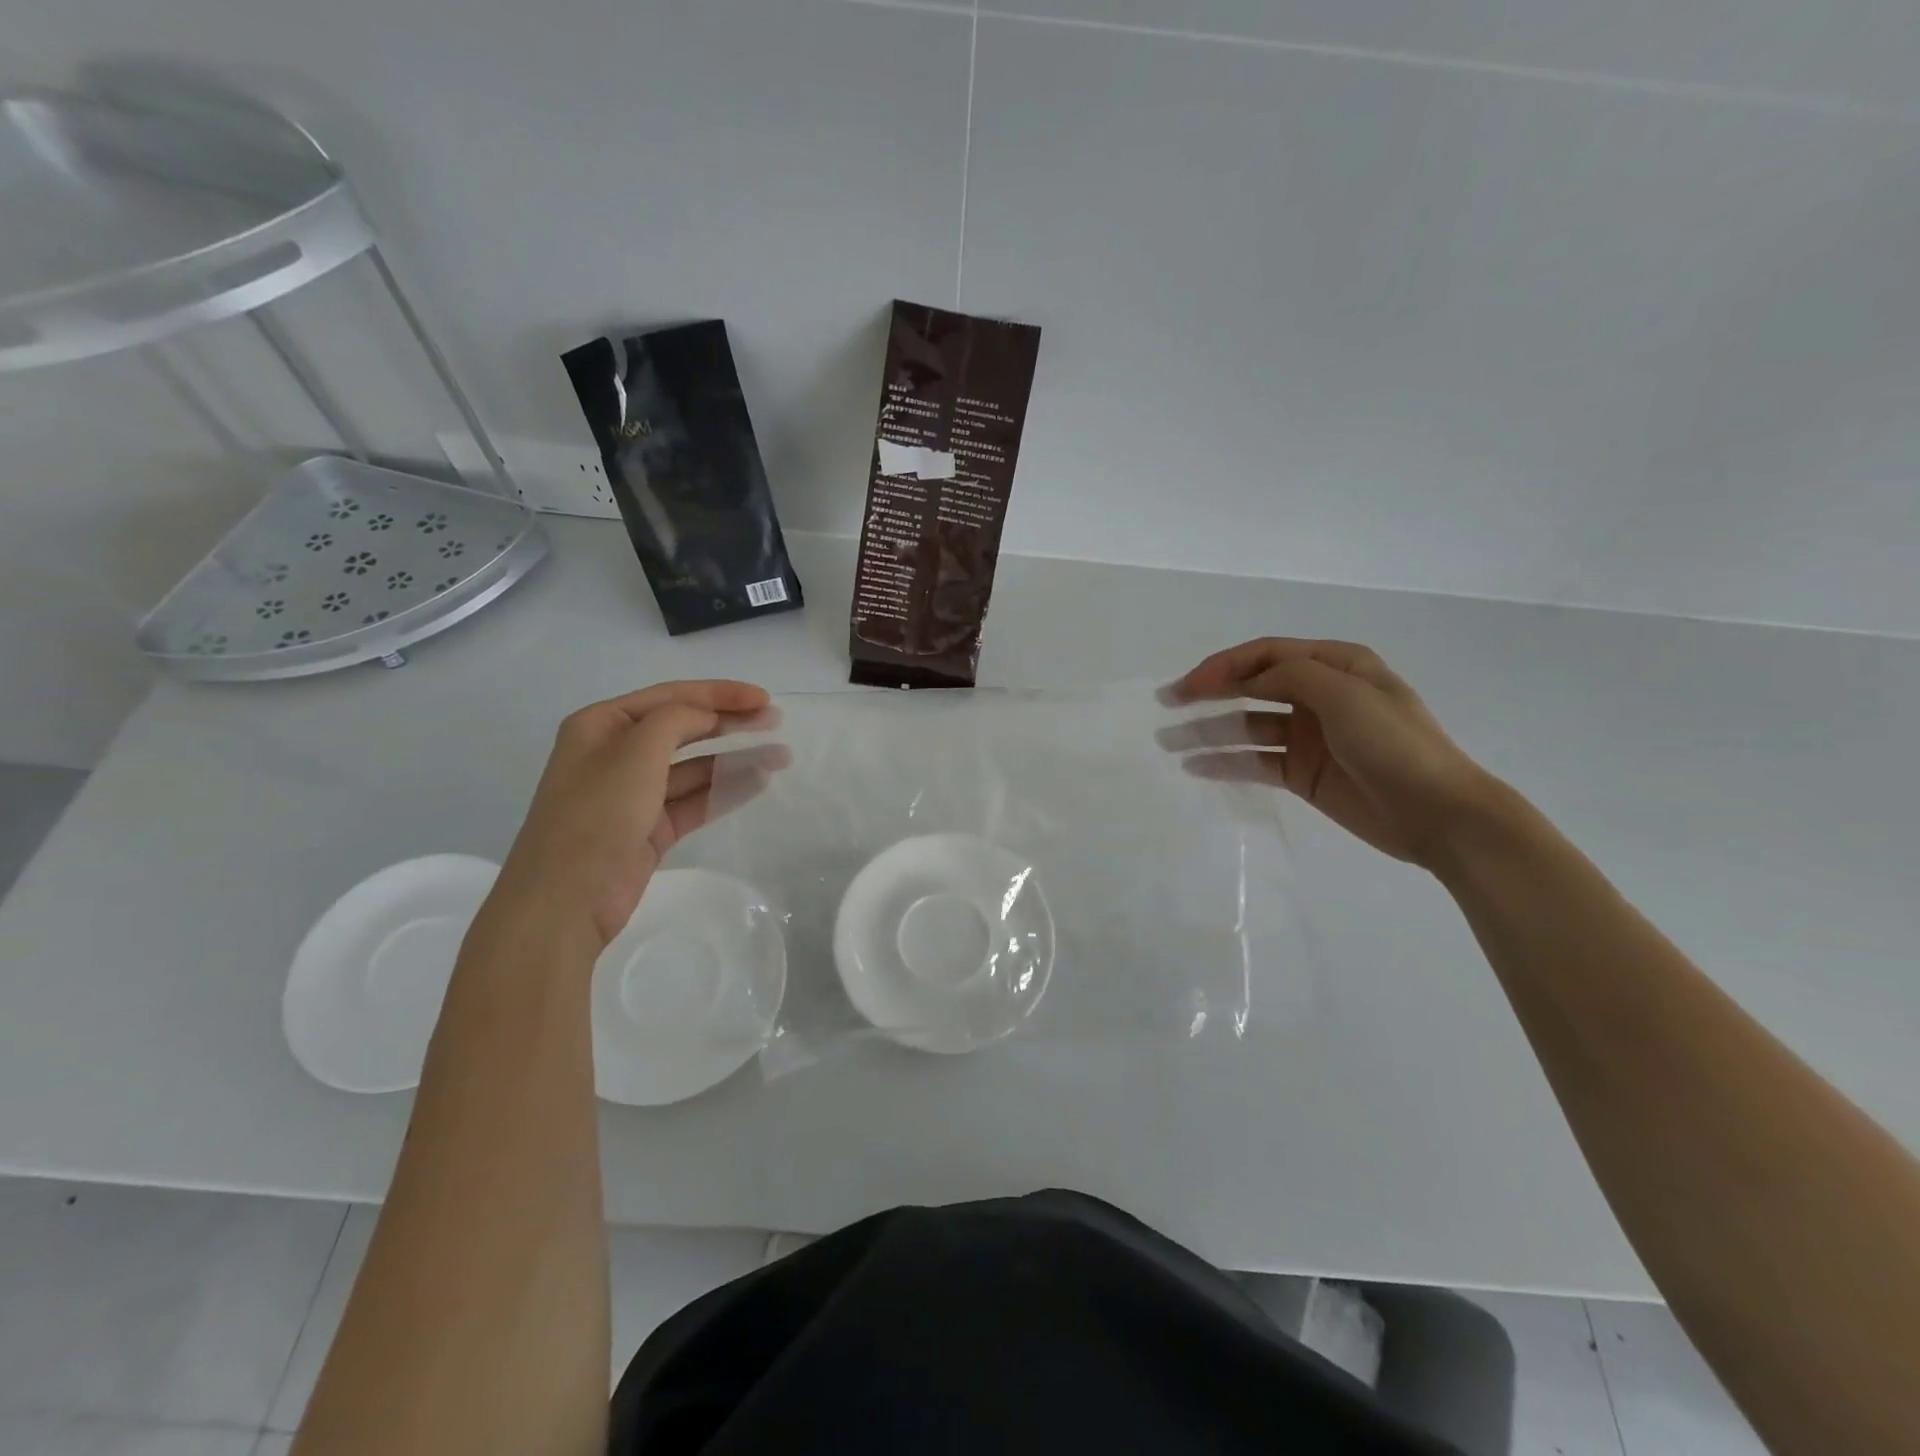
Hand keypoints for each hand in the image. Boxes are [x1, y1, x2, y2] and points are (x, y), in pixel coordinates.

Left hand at [487, 681, 785, 949]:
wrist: (565, 900)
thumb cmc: (596, 814)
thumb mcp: (636, 752)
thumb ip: (678, 720)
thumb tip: (709, 716)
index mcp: (602, 725)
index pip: (671, 696)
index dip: (720, 693)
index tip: (764, 698)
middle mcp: (617, 753)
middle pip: (685, 729)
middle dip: (731, 724)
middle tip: (776, 722)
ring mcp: (634, 793)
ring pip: (695, 767)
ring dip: (735, 759)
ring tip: (779, 757)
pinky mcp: (650, 828)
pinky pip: (695, 800)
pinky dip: (725, 790)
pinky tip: (758, 783)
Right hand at [1160, 639, 1500, 868]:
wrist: (1439, 815)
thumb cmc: (1395, 745)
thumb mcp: (1346, 695)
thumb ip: (1293, 676)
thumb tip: (1249, 680)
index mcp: (1335, 666)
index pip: (1266, 654)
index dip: (1224, 665)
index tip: (1188, 685)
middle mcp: (1318, 695)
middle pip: (1251, 686)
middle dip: (1208, 692)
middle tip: (1167, 704)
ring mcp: (1308, 737)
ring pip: (1247, 726)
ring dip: (1210, 730)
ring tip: (1169, 741)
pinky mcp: (1303, 773)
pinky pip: (1255, 761)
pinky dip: (1227, 762)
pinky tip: (1196, 767)